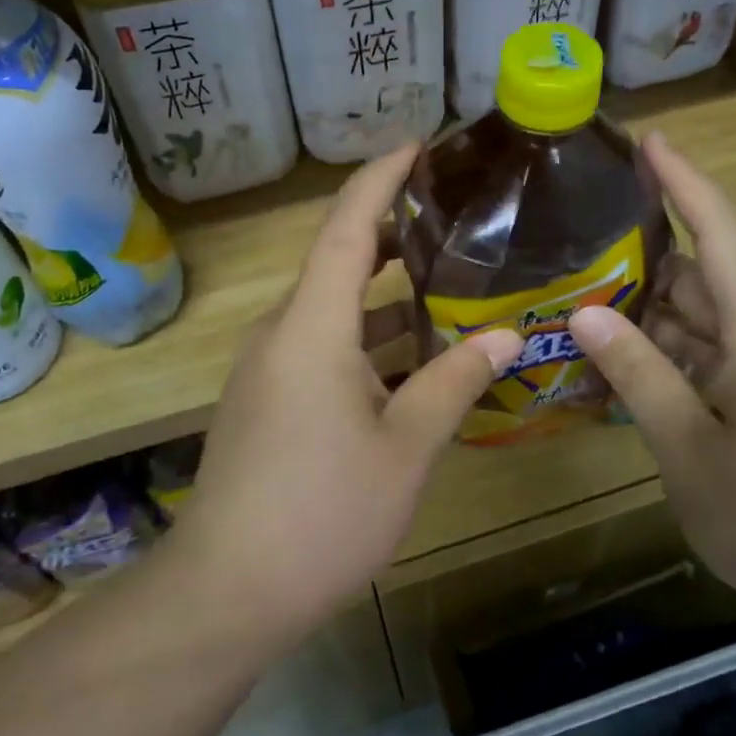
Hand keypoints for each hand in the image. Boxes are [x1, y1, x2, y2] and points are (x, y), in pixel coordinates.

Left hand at [160, 146, 521, 647]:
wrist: (228, 590)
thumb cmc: (322, 512)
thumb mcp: (405, 447)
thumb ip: (455, 382)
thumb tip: (507, 333)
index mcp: (312, 326)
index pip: (346, 226)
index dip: (381, 179)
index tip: (419, 145)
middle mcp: (283, 332)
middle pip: (338, 262)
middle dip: (392, 235)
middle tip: (455, 222)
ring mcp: (270, 369)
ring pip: (333, 311)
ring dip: (386, 299)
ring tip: (450, 288)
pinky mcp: (268, 401)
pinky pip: (323, 349)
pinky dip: (368, 341)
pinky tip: (415, 363)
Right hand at [568, 134, 735, 629]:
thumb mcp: (687, 444)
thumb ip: (638, 371)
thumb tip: (587, 311)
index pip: (723, 234)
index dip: (685, 183)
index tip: (650, 140)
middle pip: (710, 278)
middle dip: (650, 260)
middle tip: (583, 245)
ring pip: (711, 322)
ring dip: (656, 315)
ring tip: (589, 302)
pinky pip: (720, 358)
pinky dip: (676, 354)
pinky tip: (629, 363)